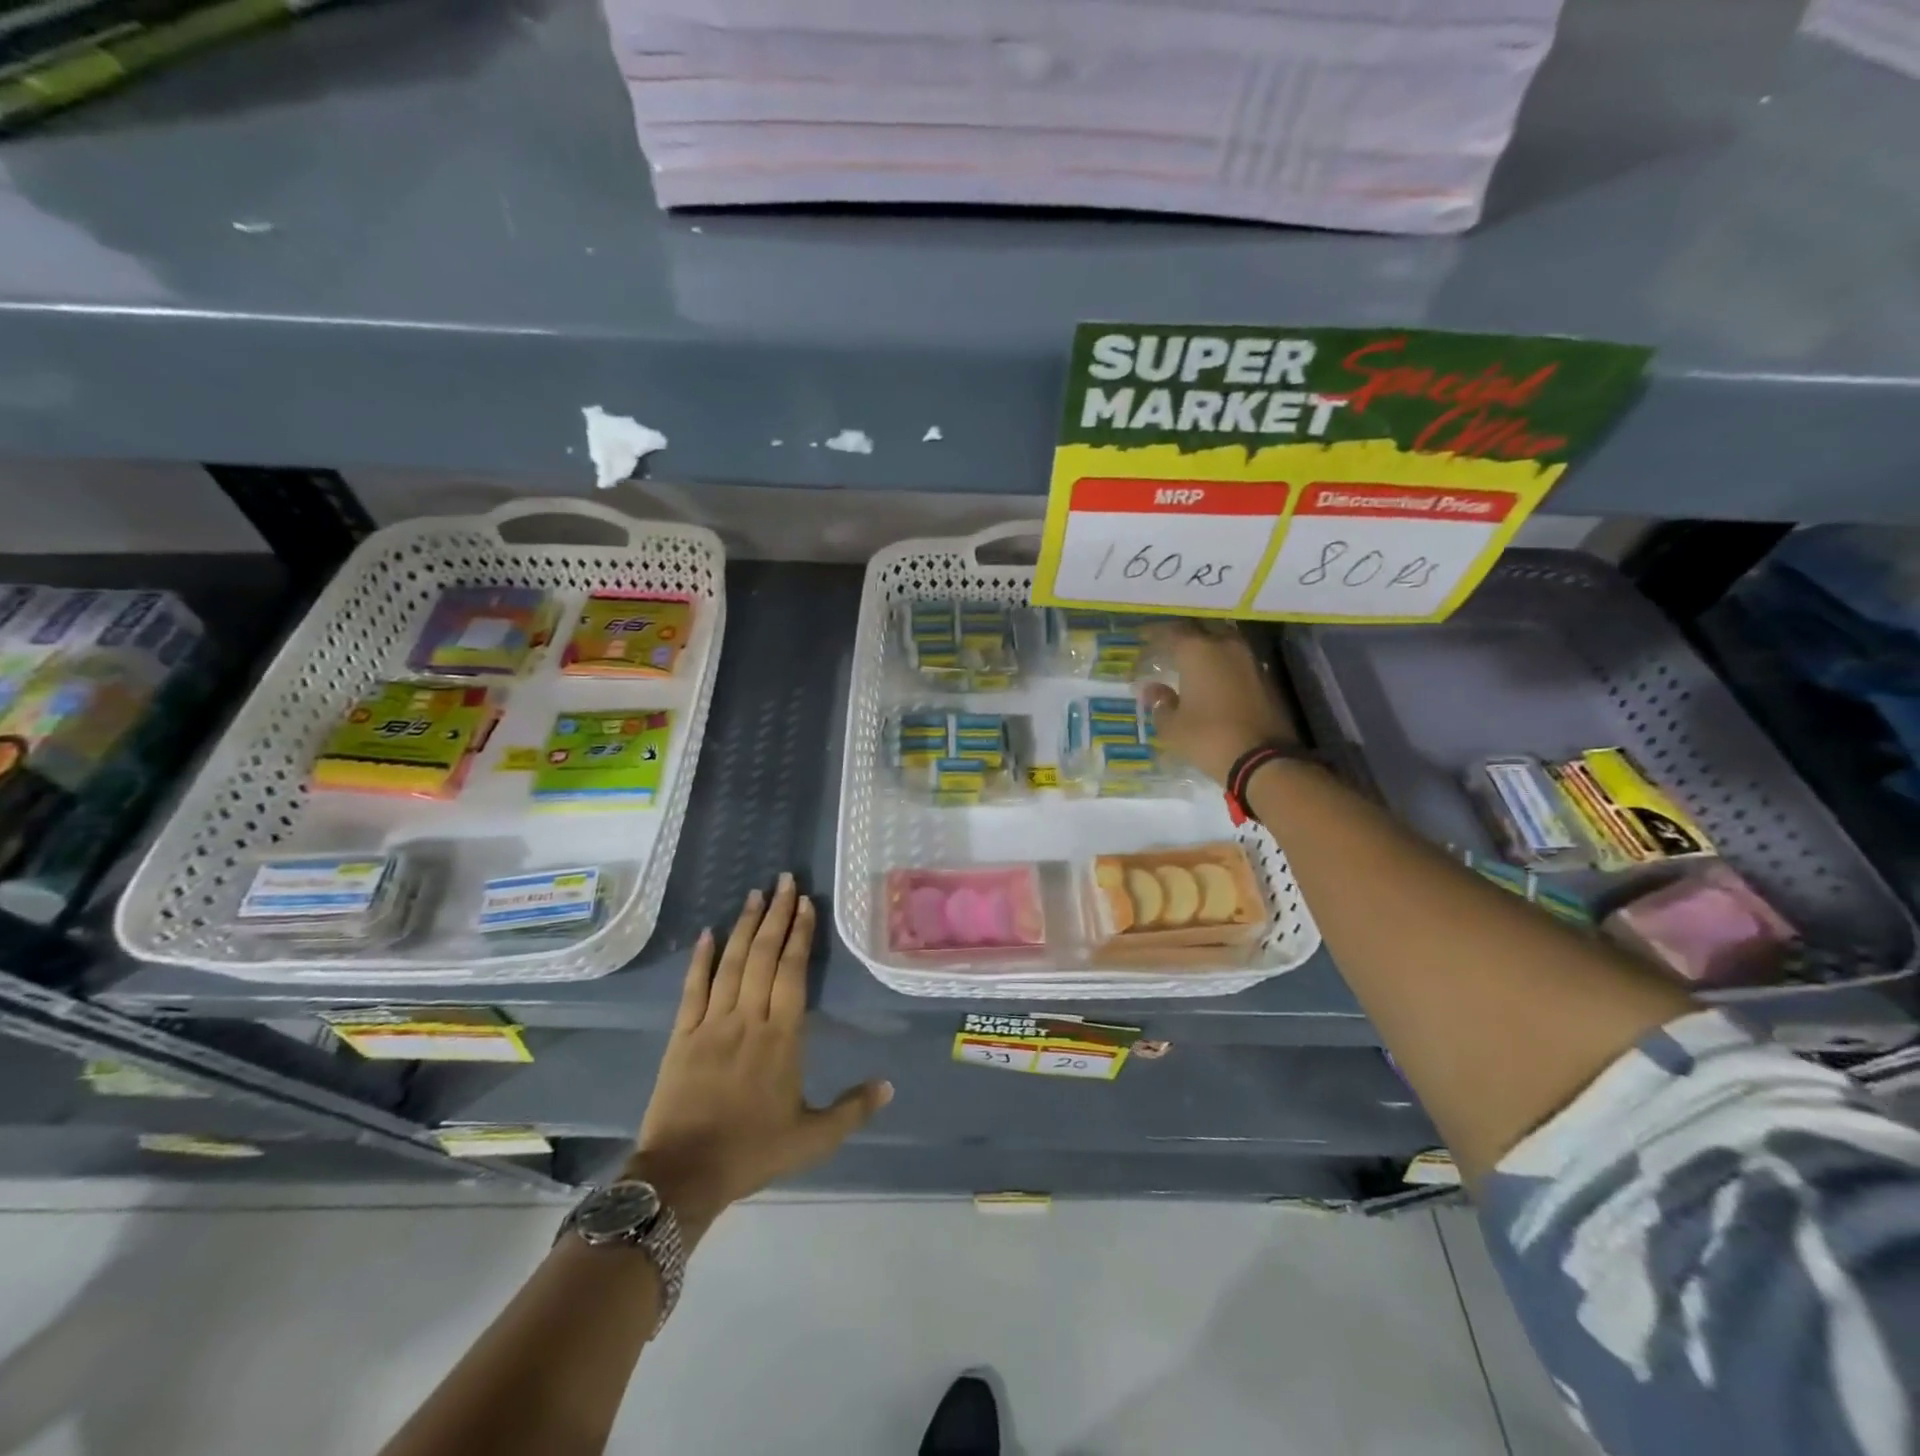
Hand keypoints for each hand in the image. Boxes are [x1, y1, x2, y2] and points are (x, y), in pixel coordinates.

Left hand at [628, 875, 891, 1238]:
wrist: (684, 1175)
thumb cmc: (752, 1152)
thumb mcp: (813, 1138)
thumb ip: (853, 1109)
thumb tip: (890, 1085)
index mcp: (782, 1037)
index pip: (792, 971)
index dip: (799, 934)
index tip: (805, 903)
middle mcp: (748, 1018)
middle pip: (764, 956)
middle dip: (776, 914)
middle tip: (784, 879)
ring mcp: (711, 1023)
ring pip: (731, 963)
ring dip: (744, 926)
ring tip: (755, 894)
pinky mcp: (681, 1035)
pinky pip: (692, 988)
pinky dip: (700, 959)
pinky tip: (707, 933)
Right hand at [1143, 622, 1298, 785]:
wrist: (1263, 759)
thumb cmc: (1208, 738)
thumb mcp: (1172, 726)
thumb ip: (1160, 703)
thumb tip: (1153, 690)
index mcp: (1198, 651)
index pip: (1171, 631)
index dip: (1154, 633)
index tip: (1142, 637)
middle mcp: (1225, 646)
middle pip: (1201, 629)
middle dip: (1183, 635)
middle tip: (1168, 645)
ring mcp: (1249, 660)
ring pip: (1222, 642)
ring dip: (1205, 648)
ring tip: (1189, 661)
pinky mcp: (1264, 678)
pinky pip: (1235, 661)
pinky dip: (1221, 664)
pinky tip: (1211, 678)